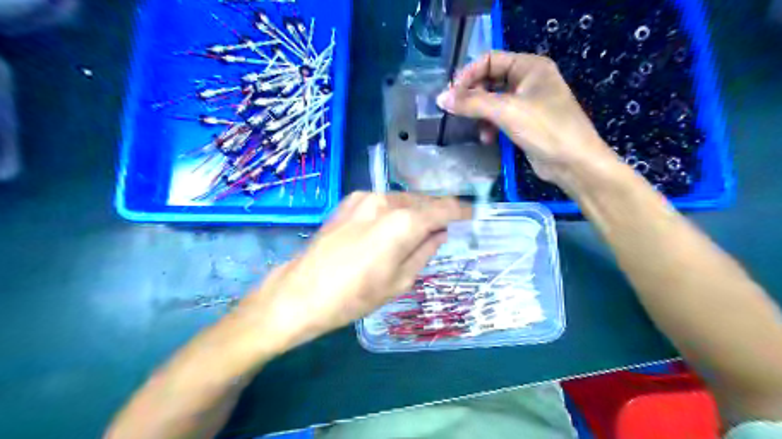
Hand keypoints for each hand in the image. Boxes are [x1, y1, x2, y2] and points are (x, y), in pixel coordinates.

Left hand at [231, 192, 469, 351]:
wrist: (301, 292)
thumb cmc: (355, 295)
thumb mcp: (400, 280)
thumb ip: (425, 250)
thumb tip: (441, 232)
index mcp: (403, 222)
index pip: (444, 209)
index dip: (461, 211)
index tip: (472, 215)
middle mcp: (386, 200)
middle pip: (423, 201)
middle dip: (438, 212)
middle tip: (445, 227)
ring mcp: (365, 197)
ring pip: (403, 199)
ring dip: (415, 211)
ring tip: (418, 231)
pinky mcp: (349, 200)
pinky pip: (383, 201)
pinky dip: (395, 210)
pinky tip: (391, 227)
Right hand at [434, 49, 616, 187]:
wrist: (573, 162)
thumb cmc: (544, 128)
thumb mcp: (506, 111)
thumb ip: (472, 103)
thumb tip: (440, 98)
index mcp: (530, 67)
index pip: (490, 60)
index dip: (469, 74)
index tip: (451, 94)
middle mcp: (529, 80)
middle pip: (490, 80)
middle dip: (474, 97)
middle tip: (458, 111)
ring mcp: (528, 102)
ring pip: (493, 101)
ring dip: (481, 114)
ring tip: (477, 129)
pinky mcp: (525, 123)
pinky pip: (500, 118)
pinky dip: (490, 126)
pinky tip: (487, 139)